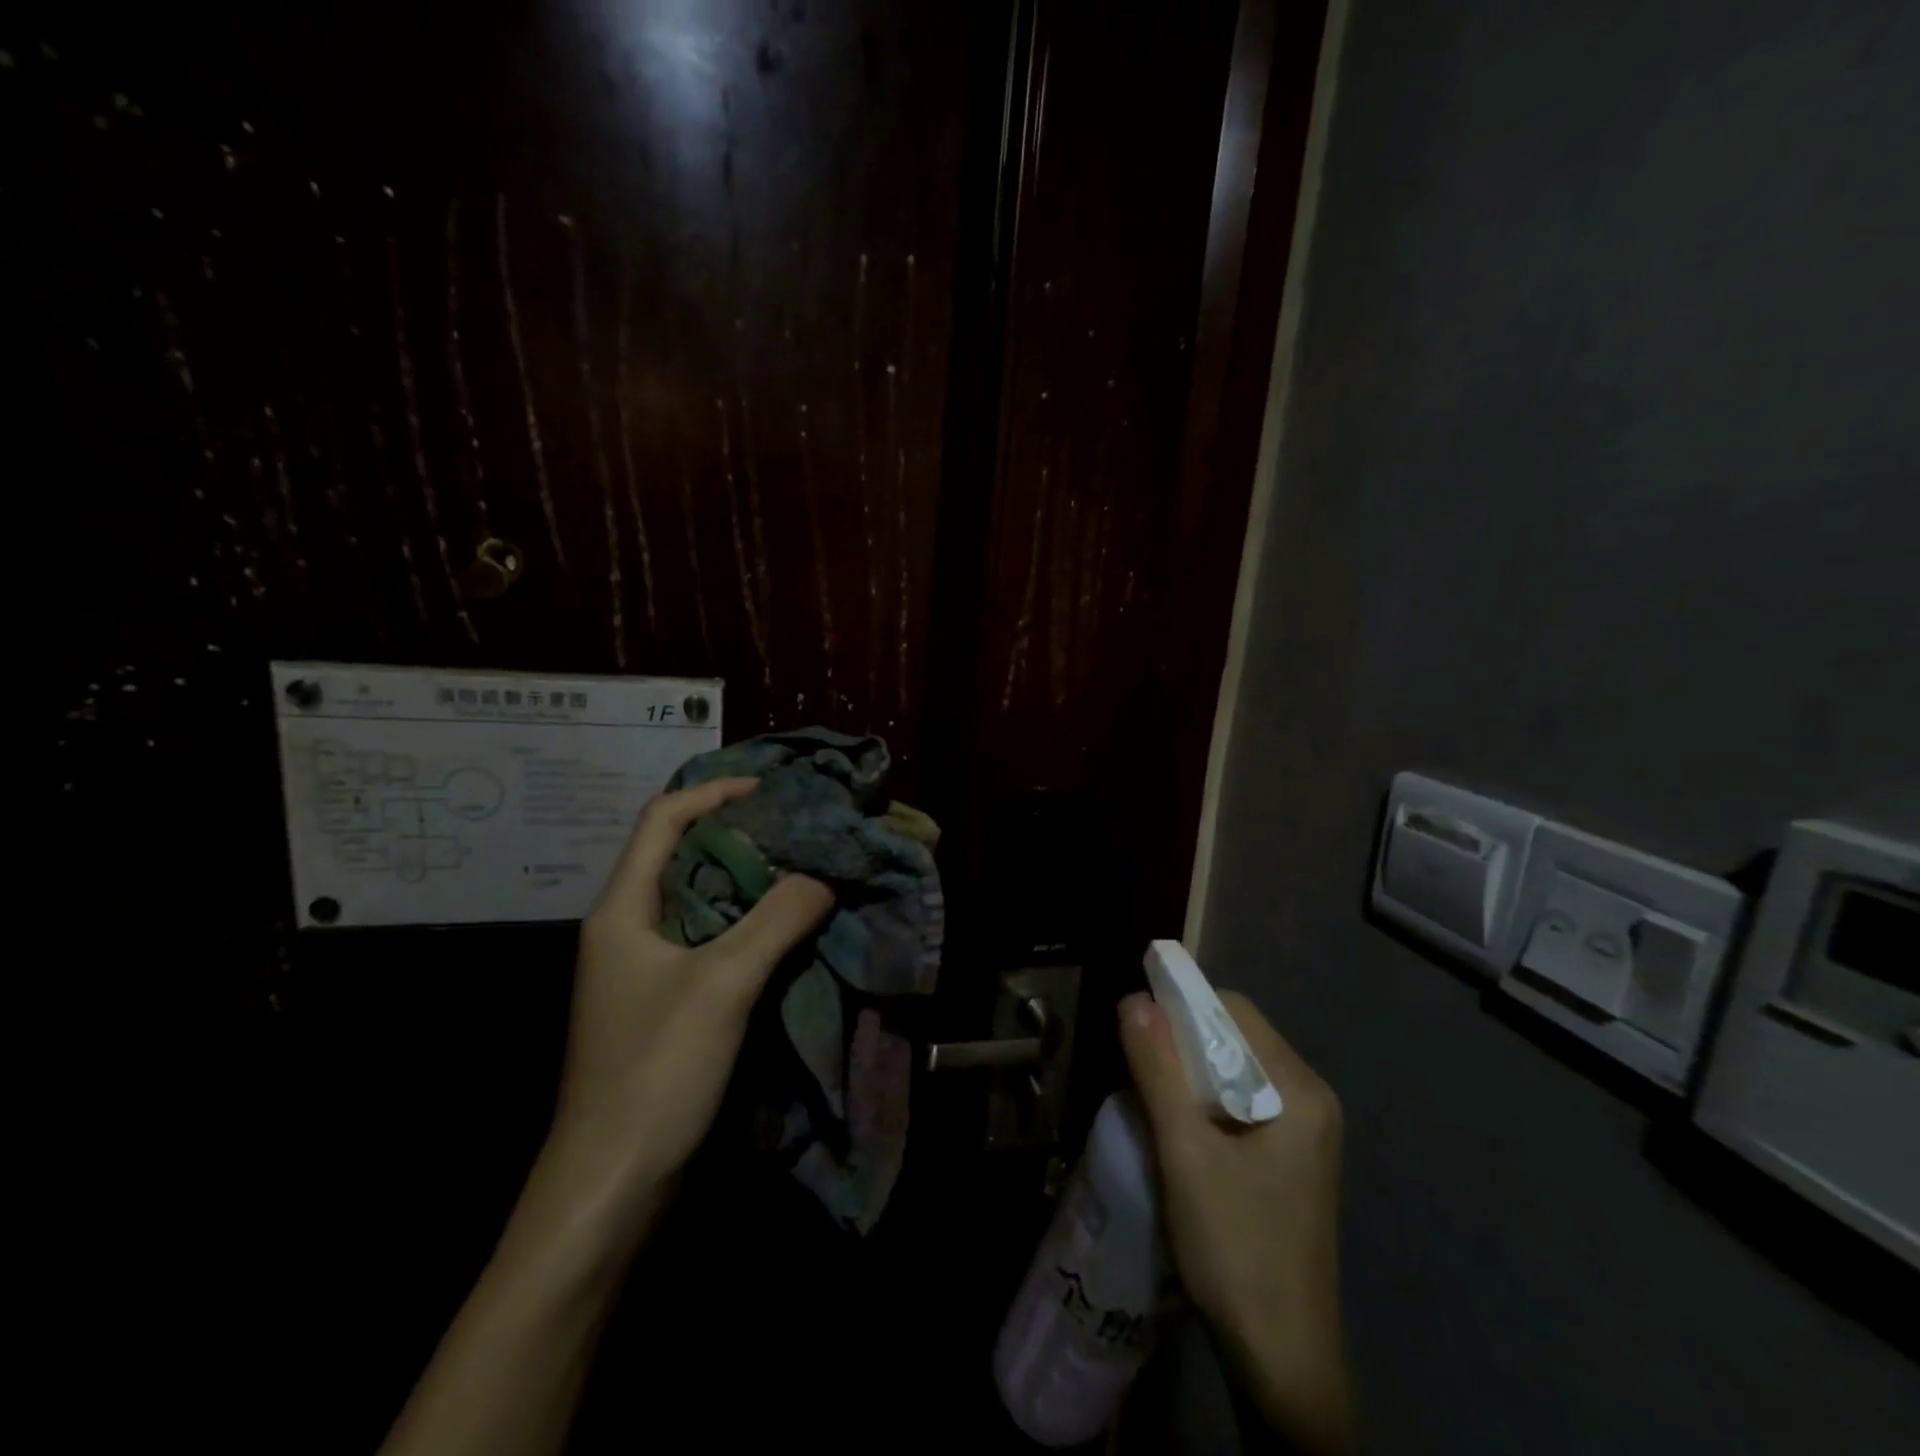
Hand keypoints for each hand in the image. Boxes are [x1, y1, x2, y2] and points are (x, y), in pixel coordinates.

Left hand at [380, 779, 831, 1455]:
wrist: (611, 1191)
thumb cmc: (654, 1073)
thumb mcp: (722, 984)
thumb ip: (777, 919)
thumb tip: (823, 873)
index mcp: (622, 909)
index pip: (662, 820)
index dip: (713, 793)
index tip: (770, 788)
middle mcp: (629, 929)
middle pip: (683, 856)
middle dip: (740, 834)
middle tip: (800, 826)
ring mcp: (646, 970)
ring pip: (702, 901)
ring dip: (750, 880)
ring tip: (805, 866)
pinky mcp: (667, 1004)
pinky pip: (712, 941)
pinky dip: (749, 923)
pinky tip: (789, 927)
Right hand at [1119, 990, 1355, 1455]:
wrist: (1282, 1362)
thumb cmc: (1235, 1247)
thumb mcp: (1184, 1153)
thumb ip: (1158, 1069)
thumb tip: (1133, 998)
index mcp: (1299, 1090)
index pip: (1234, 1010)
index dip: (1181, 1005)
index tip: (1135, 1023)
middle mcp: (1310, 1099)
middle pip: (1237, 1037)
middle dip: (1183, 1041)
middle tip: (1137, 1065)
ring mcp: (1306, 1132)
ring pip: (1236, 1070)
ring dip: (1190, 1072)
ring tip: (1149, 1094)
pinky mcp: (1292, 1159)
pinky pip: (1242, 1102)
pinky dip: (1205, 1100)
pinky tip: (1178, 1127)